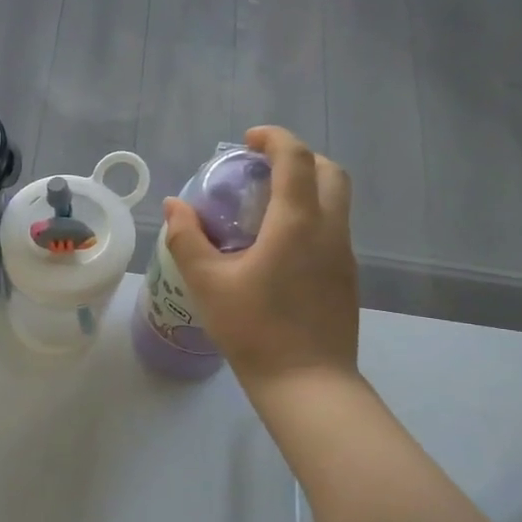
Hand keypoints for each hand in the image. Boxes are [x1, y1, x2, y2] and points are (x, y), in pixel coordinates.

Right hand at [163, 124, 358, 390]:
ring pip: (337, 201)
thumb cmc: (254, 329)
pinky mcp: (347, 277)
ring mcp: (344, 254)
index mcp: (297, 222)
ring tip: (266, 207)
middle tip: (262, 170)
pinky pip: (333, 229)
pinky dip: (311, 216)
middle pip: (329, 171)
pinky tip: (279, 248)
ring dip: (307, 187)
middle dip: (298, 158)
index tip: (248, 141)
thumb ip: (187, 239)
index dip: (274, 139)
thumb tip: (174, 205)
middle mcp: (329, 229)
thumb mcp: (207, 283)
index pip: (295, 159)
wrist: (307, 382)